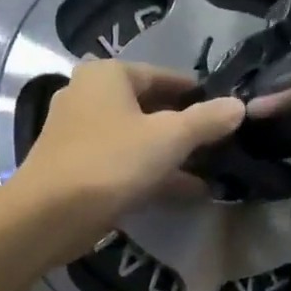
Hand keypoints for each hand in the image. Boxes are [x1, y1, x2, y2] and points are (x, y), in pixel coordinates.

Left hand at [17, 59, 244, 253]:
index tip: (224, 108)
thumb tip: (239, 106)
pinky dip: (153, 172)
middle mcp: (88, 95)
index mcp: (107, 75)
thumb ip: (207, 120)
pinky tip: (187, 190)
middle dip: (185, 126)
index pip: (162, 75)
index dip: (195, 92)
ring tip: (211, 168)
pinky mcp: (78, 166)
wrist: (50, 214)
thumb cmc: (112, 162)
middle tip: (220, 141)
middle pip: (149, 106)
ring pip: (137, 137)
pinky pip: (124, 162)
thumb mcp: (169, 138)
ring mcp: (80, 133)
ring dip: (171, 153)